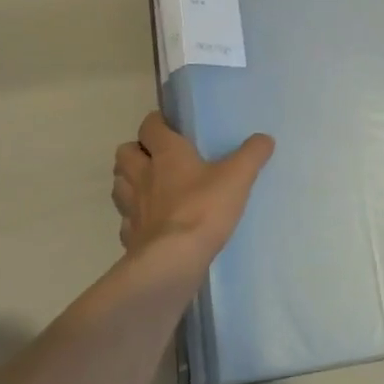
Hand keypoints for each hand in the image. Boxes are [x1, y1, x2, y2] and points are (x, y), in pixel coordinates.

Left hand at [111, 111, 274, 264]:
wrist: (173, 260)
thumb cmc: (204, 209)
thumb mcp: (237, 177)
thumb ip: (251, 155)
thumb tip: (264, 139)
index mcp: (166, 153)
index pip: (150, 125)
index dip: (157, 123)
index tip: (171, 127)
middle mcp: (143, 175)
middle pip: (124, 152)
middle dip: (136, 151)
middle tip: (156, 158)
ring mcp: (132, 207)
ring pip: (119, 184)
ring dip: (129, 181)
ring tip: (149, 187)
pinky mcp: (130, 236)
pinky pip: (126, 220)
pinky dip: (134, 219)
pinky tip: (151, 224)